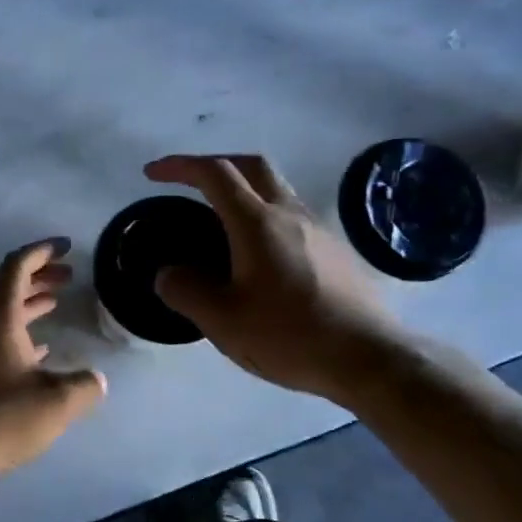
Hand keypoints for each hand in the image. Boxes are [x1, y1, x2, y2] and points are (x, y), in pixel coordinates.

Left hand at [0, 240, 106, 497]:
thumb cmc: (0, 419)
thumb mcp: (56, 402)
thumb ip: (84, 386)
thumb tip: (96, 380)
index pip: (16, 267)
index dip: (41, 251)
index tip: (66, 246)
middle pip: (9, 287)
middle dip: (40, 276)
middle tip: (70, 275)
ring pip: (3, 314)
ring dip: (30, 303)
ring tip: (57, 303)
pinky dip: (21, 333)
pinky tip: (40, 351)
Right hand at [145, 154, 406, 403]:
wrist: (369, 357)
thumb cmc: (290, 335)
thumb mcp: (223, 321)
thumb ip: (186, 291)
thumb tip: (167, 274)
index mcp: (257, 222)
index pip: (214, 173)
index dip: (180, 166)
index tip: (153, 173)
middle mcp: (290, 214)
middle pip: (252, 166)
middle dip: (216, 164)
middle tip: (190, 183)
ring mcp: (319, 230)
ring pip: (277, 190)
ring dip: (244, 191)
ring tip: (221, 223)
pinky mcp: (336, 251)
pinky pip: (293, 217)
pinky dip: (266, 218)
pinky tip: (259, 258)